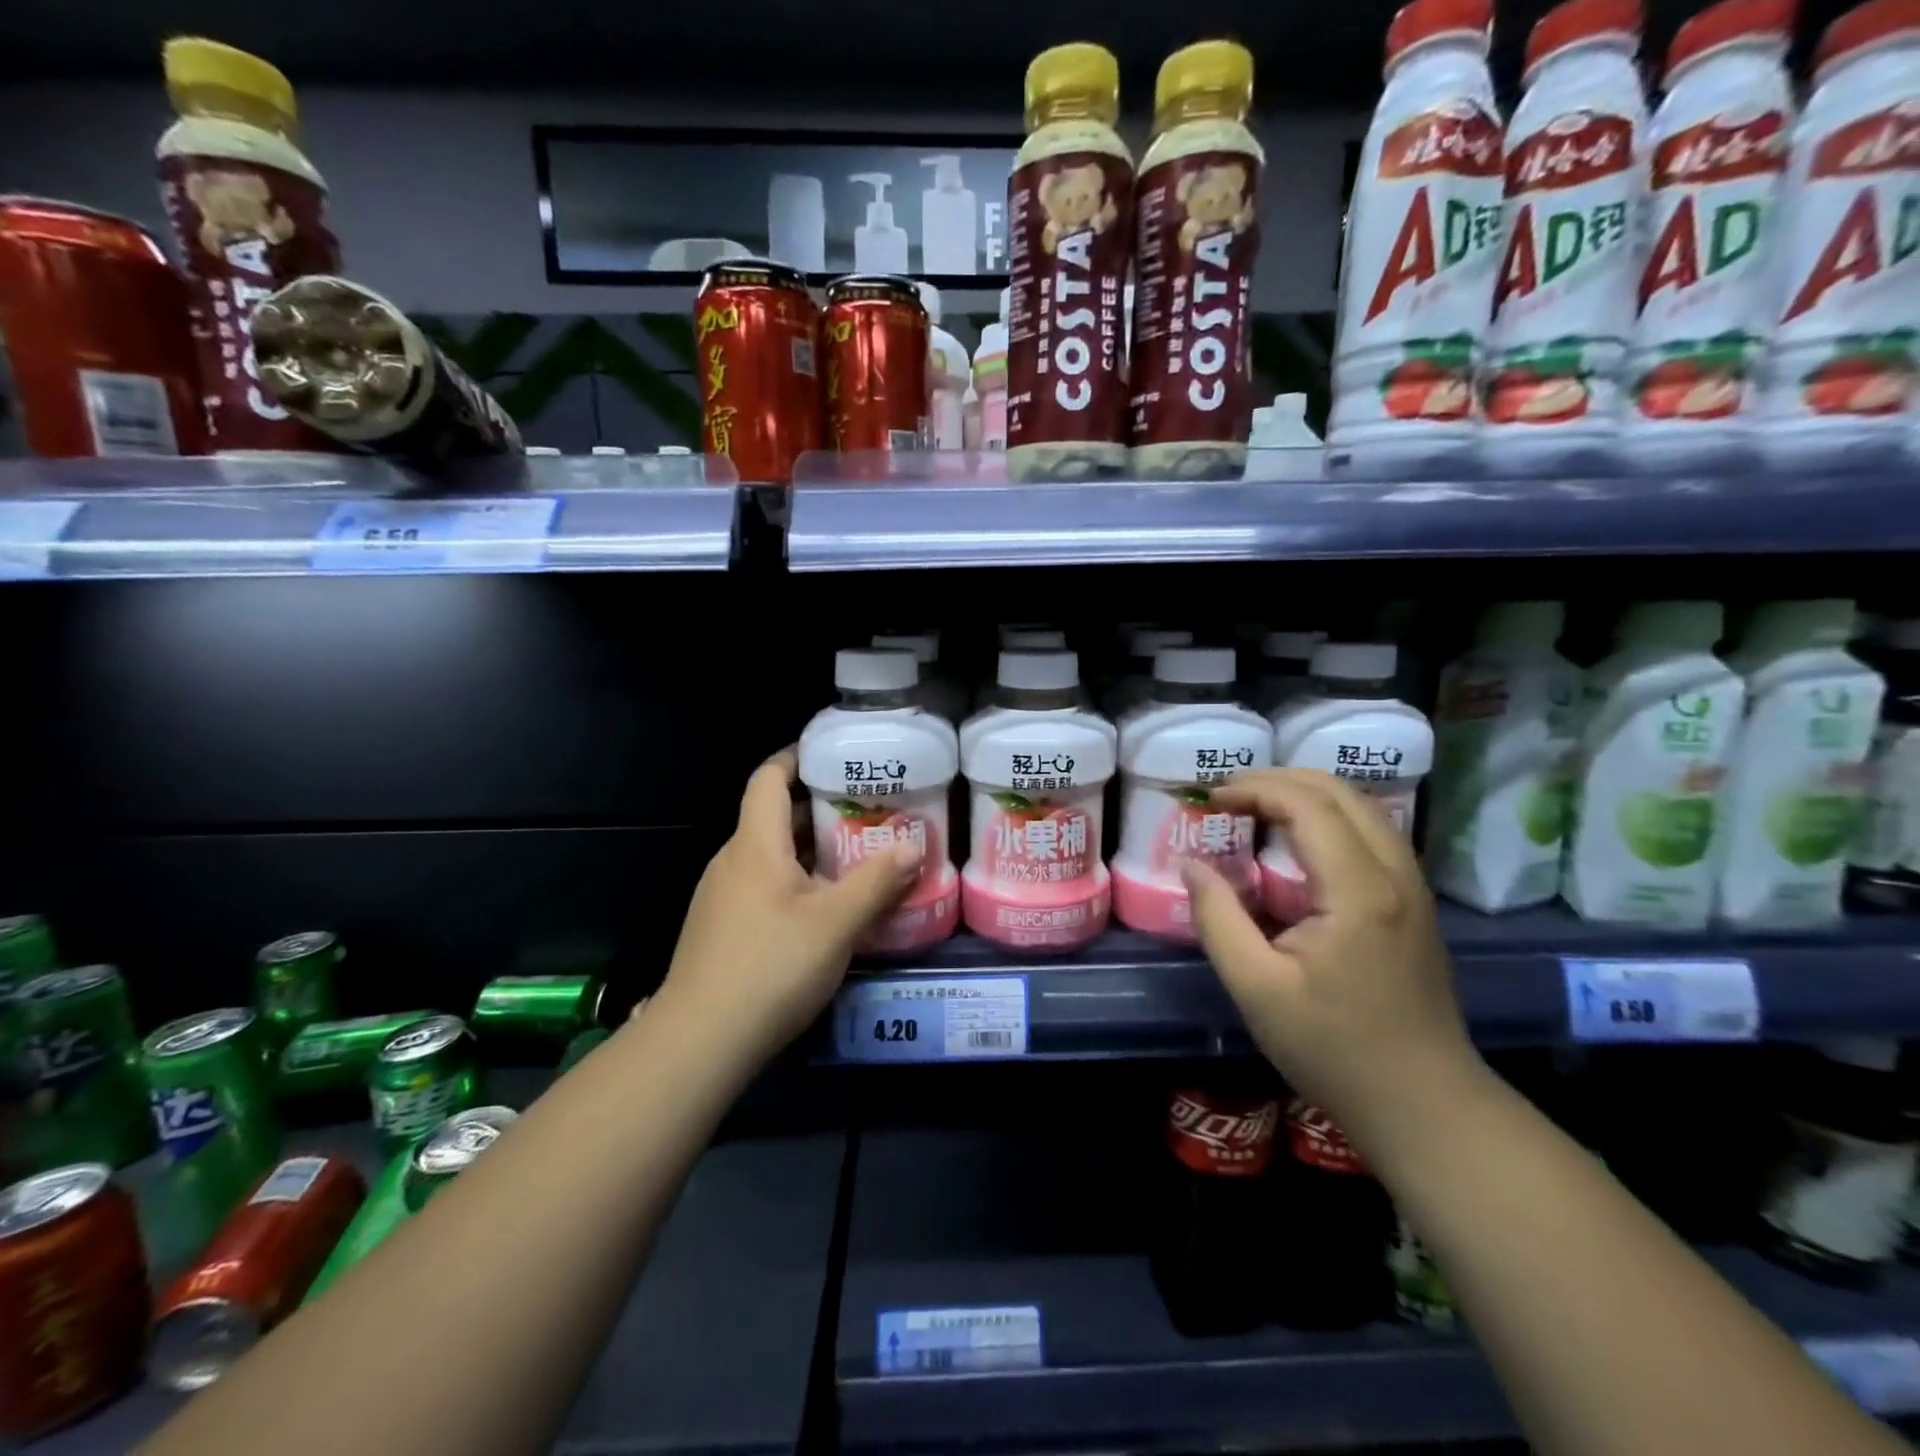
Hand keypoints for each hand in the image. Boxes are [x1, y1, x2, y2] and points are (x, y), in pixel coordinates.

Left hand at [656, 749, 921, 1067]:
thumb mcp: (836, 924)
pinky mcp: (721, 928)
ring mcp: (722, 896)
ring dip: (810, 849)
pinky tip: (825, 907)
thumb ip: (877, 881)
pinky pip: (762, 885)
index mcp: (754, 844)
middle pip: (772, 816)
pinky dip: (795, 881)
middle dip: (818, 808)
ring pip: (770, 855)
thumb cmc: (770, 967)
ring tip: (856, 856)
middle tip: (868, 810)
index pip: (768, 778)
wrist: (700, 1042)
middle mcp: (732, 860)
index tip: (835, 755)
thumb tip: (913, 843)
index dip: (797, 757)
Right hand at [1182, 769, 1481, 1150]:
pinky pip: (1370, 832)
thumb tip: (1191, 864)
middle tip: (1228, 795)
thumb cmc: (1334, 1049)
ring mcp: (1411, 886)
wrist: (1425, 1104)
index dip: (1254, 789)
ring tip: (1254, 808)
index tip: (1210, 798)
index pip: (1307, 805)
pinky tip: (1295, 842)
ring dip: (1305, 794)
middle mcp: (1394, 874)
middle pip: (1340, 791)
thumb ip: (1218, 919)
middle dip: (1278, 780)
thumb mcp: (1257, 988)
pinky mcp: (1413, 902)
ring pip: (1361, 807)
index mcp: (1358, 891)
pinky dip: (1327, 817)